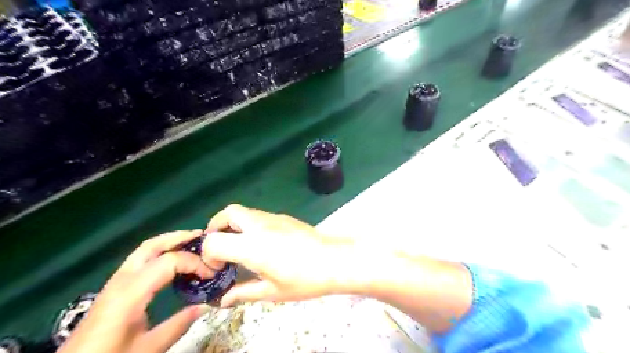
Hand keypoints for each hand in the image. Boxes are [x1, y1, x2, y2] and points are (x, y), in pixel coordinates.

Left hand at [59, 230, 216, 352]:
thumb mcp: (148, 348)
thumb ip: (179, 325)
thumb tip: (206, 306)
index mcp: (130, 292)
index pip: (169, 262)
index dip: (194, 263)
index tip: (211, 274)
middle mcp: (122, 280)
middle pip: (152, 245)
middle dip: (179, 237)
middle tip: (202, 237)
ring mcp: (116, 281)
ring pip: (144, 249)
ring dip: (169, 242)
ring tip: (191, 243)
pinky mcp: (114, 287)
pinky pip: (140, 259)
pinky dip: (160, 252)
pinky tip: (172, 262)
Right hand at [205, 205, 355, 307]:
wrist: (335, 260)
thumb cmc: (304, 279)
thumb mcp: (272, 291)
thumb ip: (244, 293)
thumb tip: (223, 300)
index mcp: (252, 246)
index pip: (214, 241)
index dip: (208, 255)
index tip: (218, 268)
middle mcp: (259, 226)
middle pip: (228, 212)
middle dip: (216, 226)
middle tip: (220, 246)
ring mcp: (273, 218)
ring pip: (245, 212)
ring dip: (234, 225)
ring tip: (239, 246)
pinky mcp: (284, 217)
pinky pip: (259, 215)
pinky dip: (250, 225)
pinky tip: (261, 243)